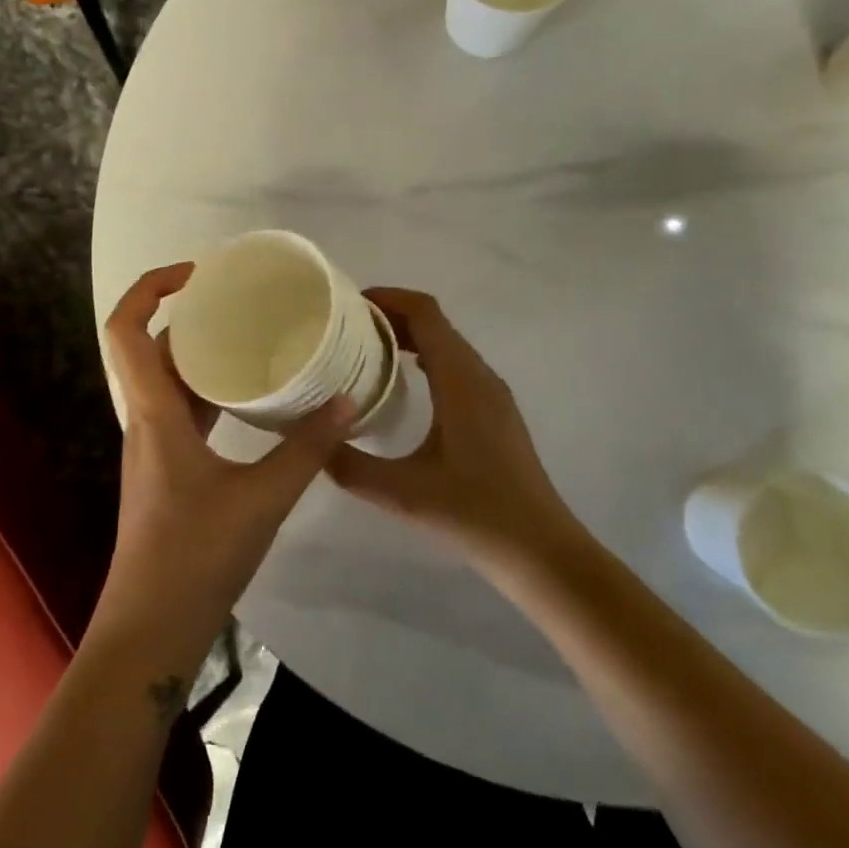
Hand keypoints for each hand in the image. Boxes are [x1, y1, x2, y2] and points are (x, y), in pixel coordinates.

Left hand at [94, 263, 354, 668]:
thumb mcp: (263, 498)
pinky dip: (212, 389)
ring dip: (201, 352)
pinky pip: (185, 409)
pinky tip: (251, 395)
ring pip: (170, 379)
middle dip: (187, 313)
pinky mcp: (170, 468)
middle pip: (150, 347)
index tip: (197, 272)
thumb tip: (350, 400)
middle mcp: (147, 419)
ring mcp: (155, 445)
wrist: (152, 628)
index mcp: (154, 413)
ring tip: (252, 334)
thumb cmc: (196, 557)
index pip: (126, 329)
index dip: (150, 287)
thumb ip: (308, 448)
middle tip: (239, 298)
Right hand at [327, 288, 577, 571]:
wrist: (540, 549)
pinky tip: (400, 385)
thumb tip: (308, 441)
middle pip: (435, 323)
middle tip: (344, 328)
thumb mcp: (401, 492)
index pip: (425, 313)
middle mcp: (480, 375)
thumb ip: (349, 466)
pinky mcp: (495, 412)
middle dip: (391, 316)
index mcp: (461, 380)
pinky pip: (456, 366)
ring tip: (364, 351)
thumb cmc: (474, 513)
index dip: (388, 298)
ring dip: (409, 337)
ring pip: (448, 344)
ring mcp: (492, 393)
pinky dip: (426, 358)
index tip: (348, 304)